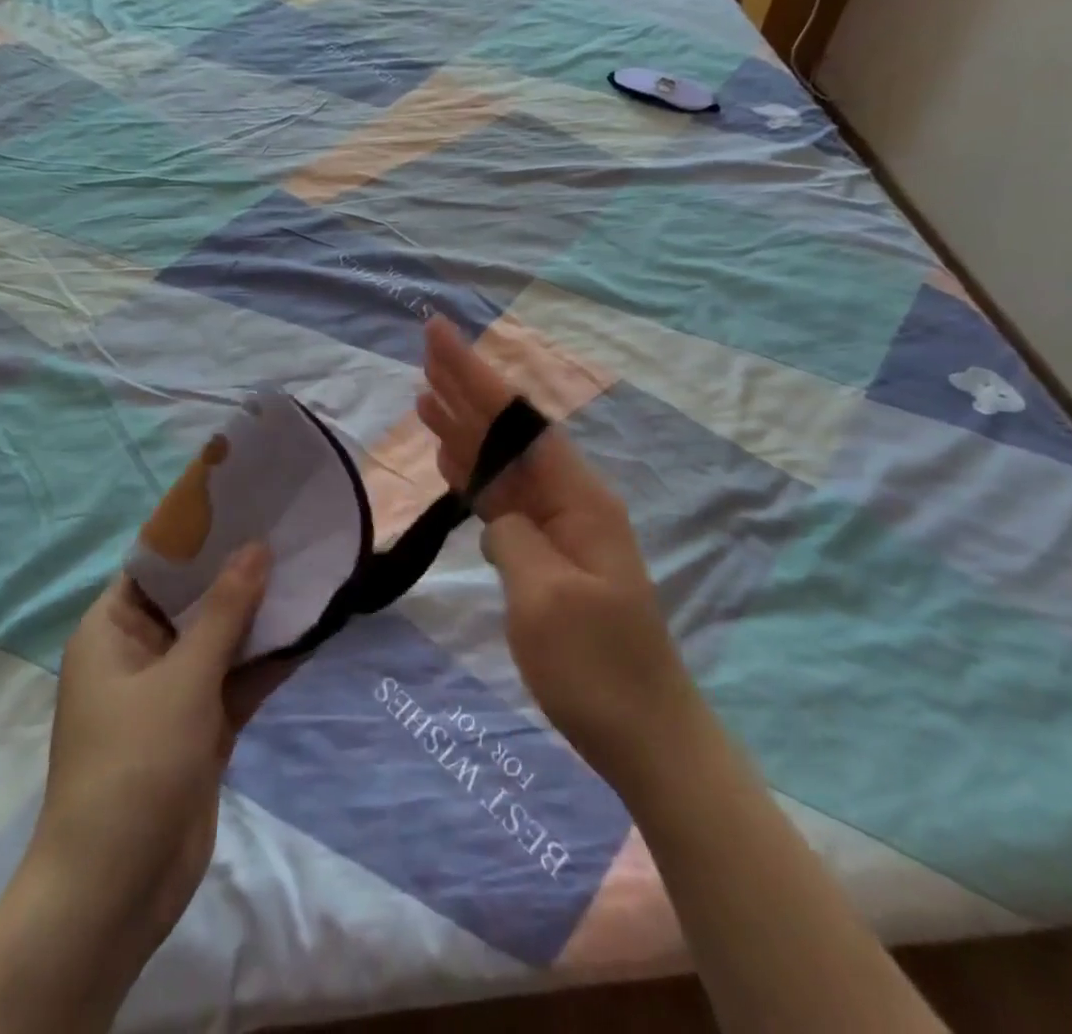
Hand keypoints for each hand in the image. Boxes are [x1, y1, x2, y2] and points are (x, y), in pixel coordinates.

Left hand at [30, 547, 270, 971]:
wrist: (118, 888)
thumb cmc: (134, 762)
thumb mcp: (182, 677)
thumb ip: (225, 611)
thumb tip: (257, 546)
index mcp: (113, 630)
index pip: (155, 564)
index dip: (198, 533)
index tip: (245, 501)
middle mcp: (141, 653)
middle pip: (195, 598)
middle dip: (239, 569)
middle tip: (289, 528)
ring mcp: (173, 691)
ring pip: (222, 637)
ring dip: (261, 614)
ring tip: (310, 569)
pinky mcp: (202, 725)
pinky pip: (238, 678)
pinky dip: (269, 659)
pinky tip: (312, 628)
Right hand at [417, 317, 699, 788]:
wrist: (645, 735)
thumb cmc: (598, 669)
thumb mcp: (546, 600)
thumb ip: (514, 537)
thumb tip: (496, 512)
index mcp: (579, 498)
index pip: (518, 422)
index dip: (475, 377)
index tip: (440, 337)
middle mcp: (571, 500)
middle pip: (510, 432)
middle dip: (468, 389)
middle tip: (427, 348)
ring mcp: (559, 528)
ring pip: (503, 463)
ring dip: (465, 428)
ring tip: (425, 395)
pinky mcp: (547, 556)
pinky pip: (503, 500)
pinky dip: (473, 474)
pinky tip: (450, 458)